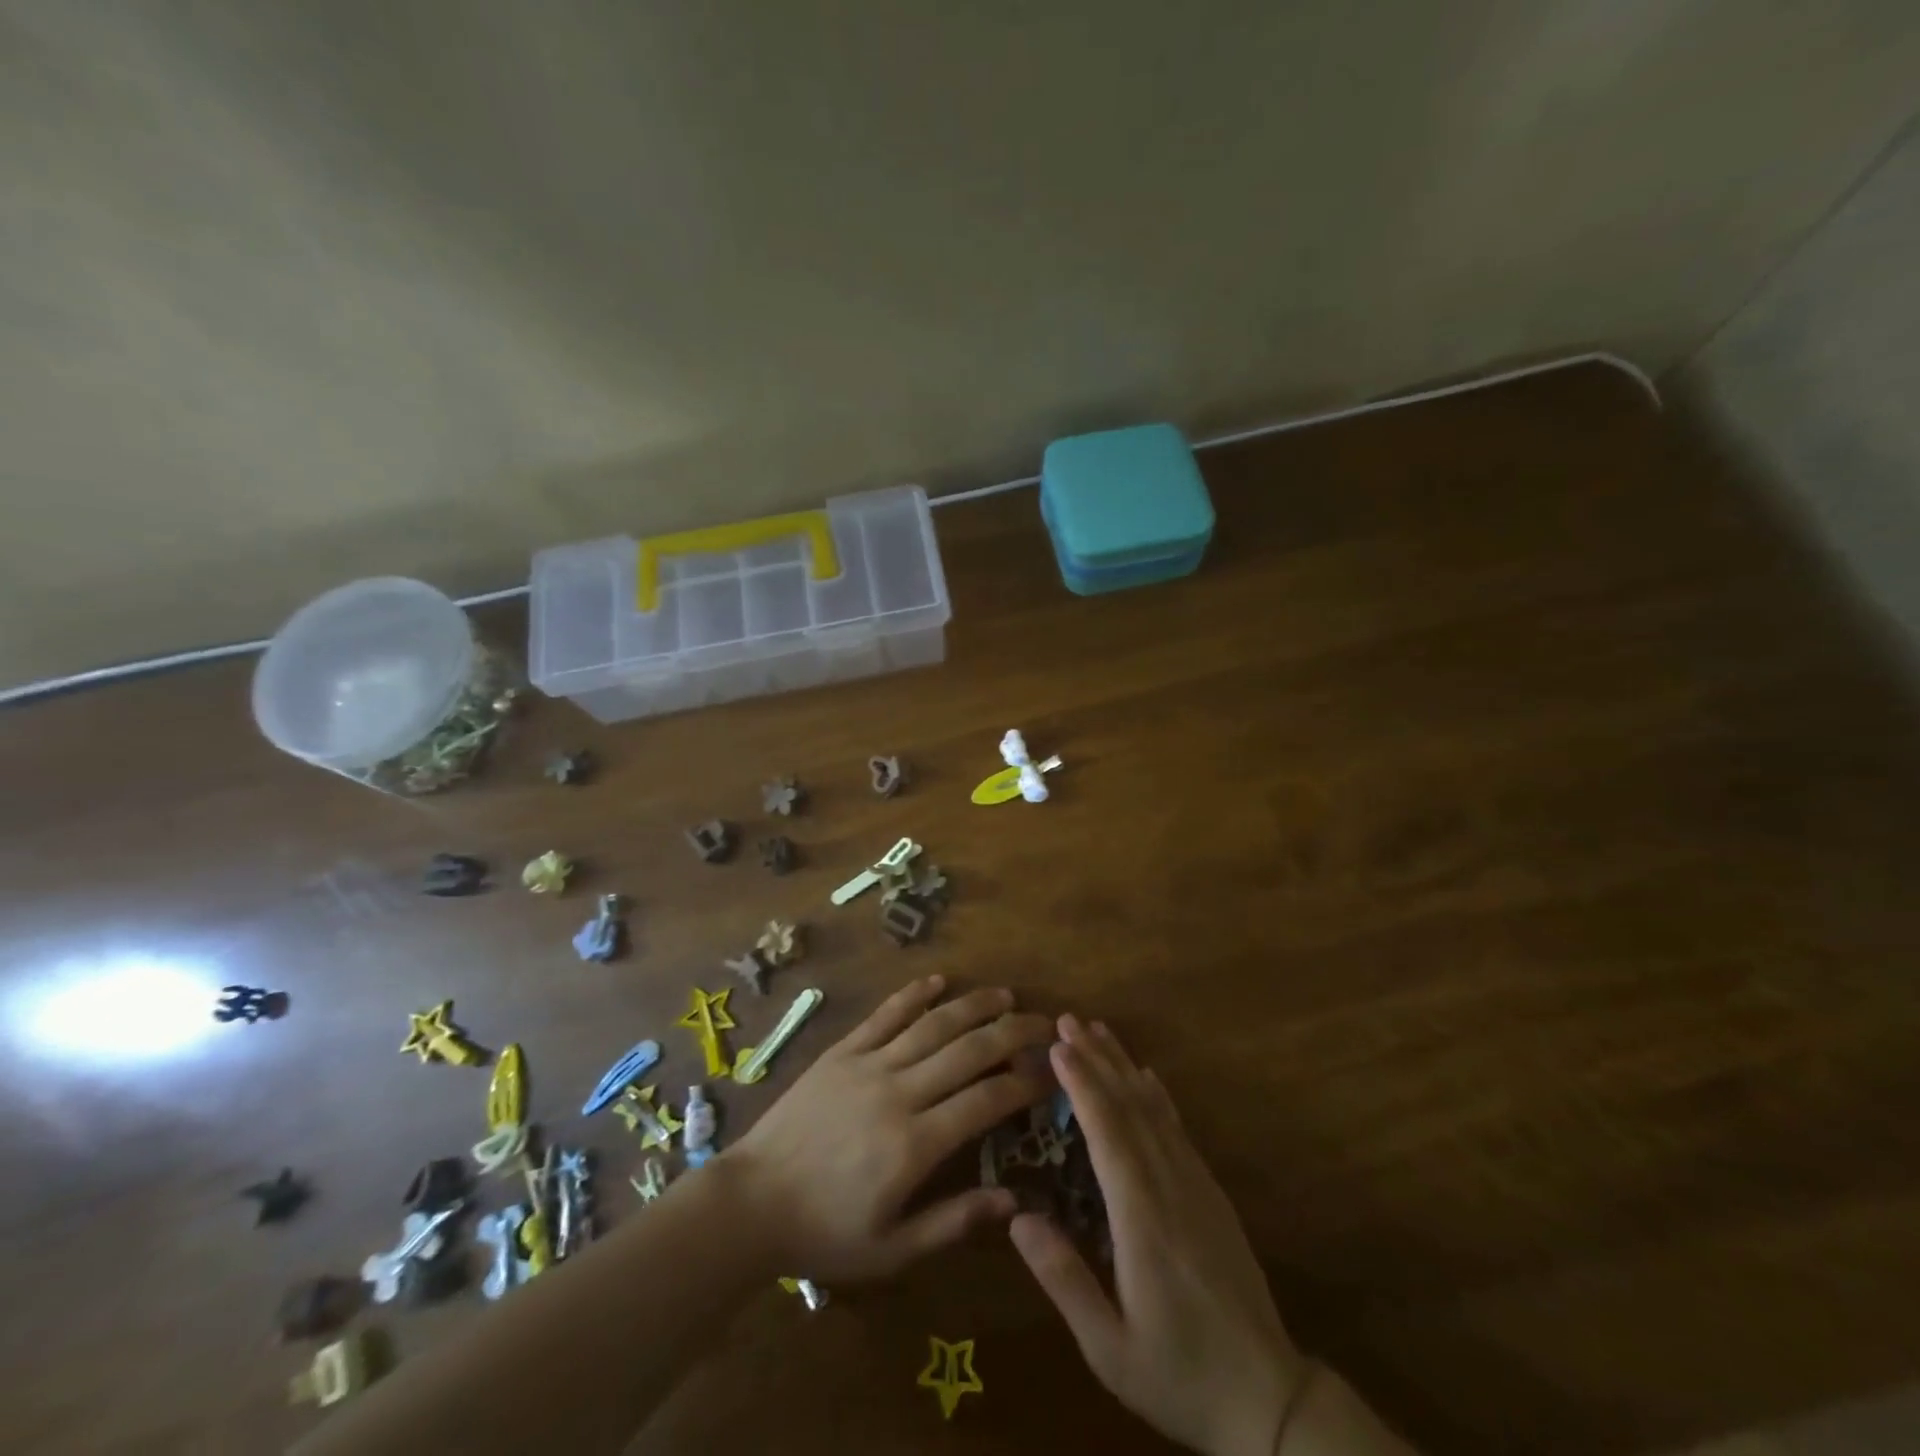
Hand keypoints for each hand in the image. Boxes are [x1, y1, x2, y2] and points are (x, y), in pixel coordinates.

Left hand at [724, 974, 1052, 1281]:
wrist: (751, 1201)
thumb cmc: (824, 1232)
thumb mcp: (891, 1250)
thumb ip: (953, 1223)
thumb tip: (1013, 1201)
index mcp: (915, 1144)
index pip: (986, 1100)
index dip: (1024, 1083)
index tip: (1051, 1073)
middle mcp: (899, 1092)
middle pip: (968, 1051)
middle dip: (1012, 1033)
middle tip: (1043, 1023)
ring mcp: (868, 1064)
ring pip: (932, 1024)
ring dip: (973, 1005)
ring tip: (1005, 995)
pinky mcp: (842, 1051)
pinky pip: (884, 1014)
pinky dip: (913, 994)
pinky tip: (938, 980)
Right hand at [1011, 1017, 1302, 1455]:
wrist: (1269, 1398)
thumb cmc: (1178, 1374)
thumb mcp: (1109, 1348)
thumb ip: (1064, 1280)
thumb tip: (1018, 1218)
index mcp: (1142, 1219)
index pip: (1108, 1133)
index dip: (1082, 1085)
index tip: (1057, 1046)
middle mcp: (1170, 1187)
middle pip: (1130, 1107)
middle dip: (1098, 1059)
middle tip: (1068, 1020)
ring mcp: (1196, 1185)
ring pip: (1155, 1110)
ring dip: (1124, 1066)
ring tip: (1099, 1031)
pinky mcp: (1211, 1193)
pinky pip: (1178, 1129)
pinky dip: (1158, 1095)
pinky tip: (1147, 1077)